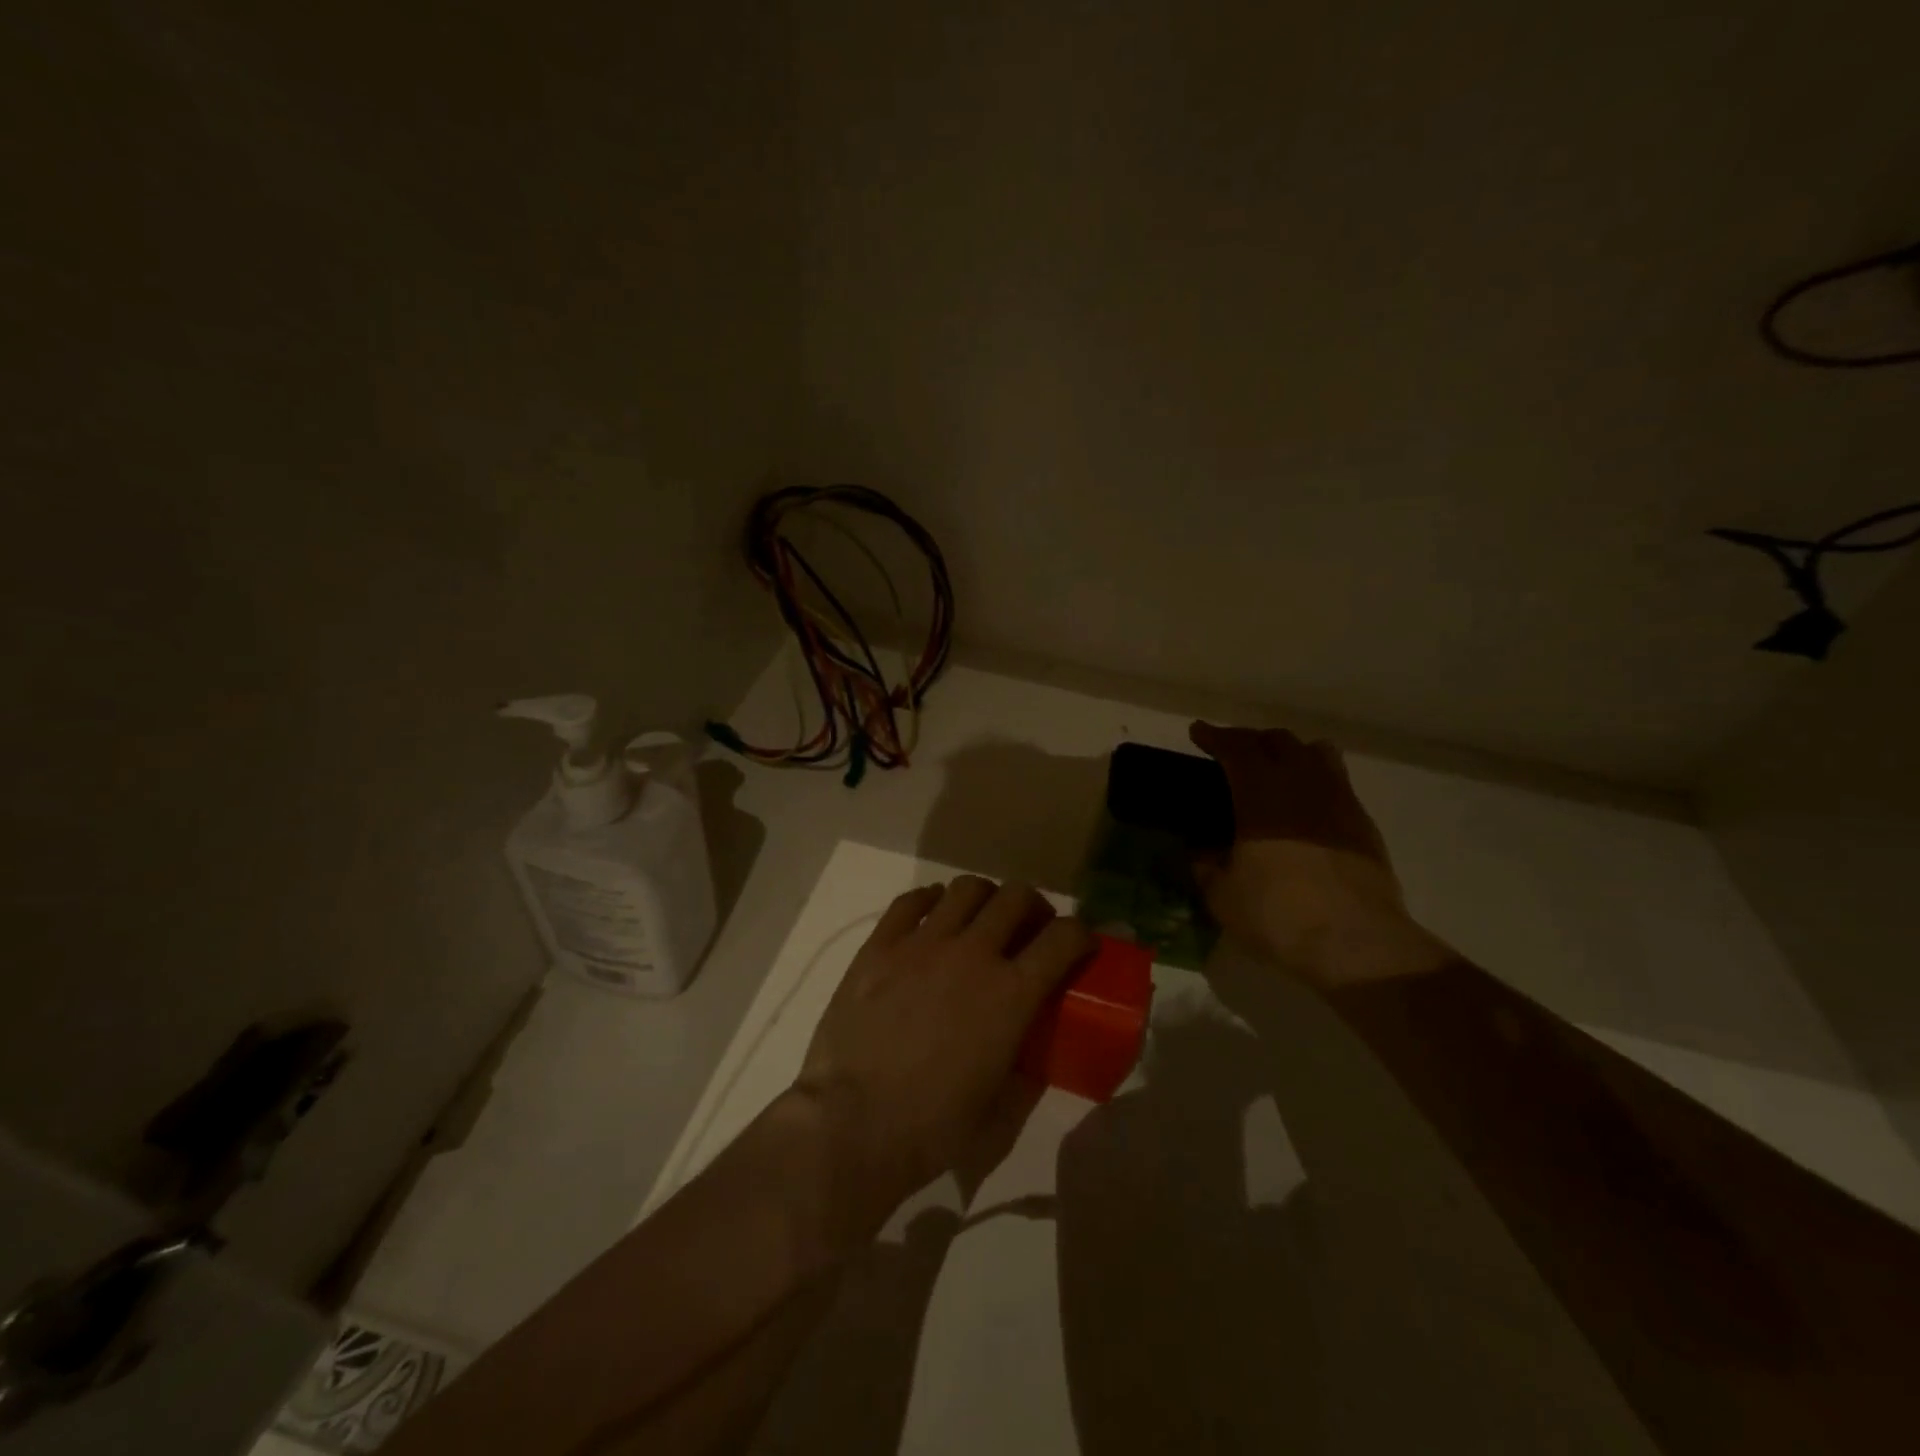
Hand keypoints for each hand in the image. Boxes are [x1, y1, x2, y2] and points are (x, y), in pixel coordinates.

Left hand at [791, 877, 1095, 1242]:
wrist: (852, 1124)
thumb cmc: (932, 1128)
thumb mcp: (1001, 1111)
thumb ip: (1026, 1072)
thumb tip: (1032, 1054)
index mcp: (1011, 994)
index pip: (1065, 937)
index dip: (1082, 934)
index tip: (1080, 944)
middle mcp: (972, 953)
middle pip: (1016, 897)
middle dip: (1033, 907)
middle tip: (1028, 930)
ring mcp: (922, 943)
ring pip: (966, 889)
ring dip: (984, 899)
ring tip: (979, 921)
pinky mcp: (880, 945)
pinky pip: (912, 900)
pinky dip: (931, 901)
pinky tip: (931, 918)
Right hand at [1189, 722, 1448, 988]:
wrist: (1356, 941)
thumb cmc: (1277, 913)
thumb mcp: (1221, 894)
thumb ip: (1205, 863)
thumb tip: (1200, 847)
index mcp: (1261, 793)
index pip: (1236, 747)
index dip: (1215, 736)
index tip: (1198, 731)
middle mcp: (1302, 784)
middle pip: (1278, 740)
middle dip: (1250, 740)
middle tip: (1232, 753)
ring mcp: (1339, 800)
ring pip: (1316, 752)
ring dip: (1290, 752)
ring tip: (1276, 769)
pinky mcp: (1363, 823)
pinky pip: (1337, 783)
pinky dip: (1315, 780)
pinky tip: (1306, 807)